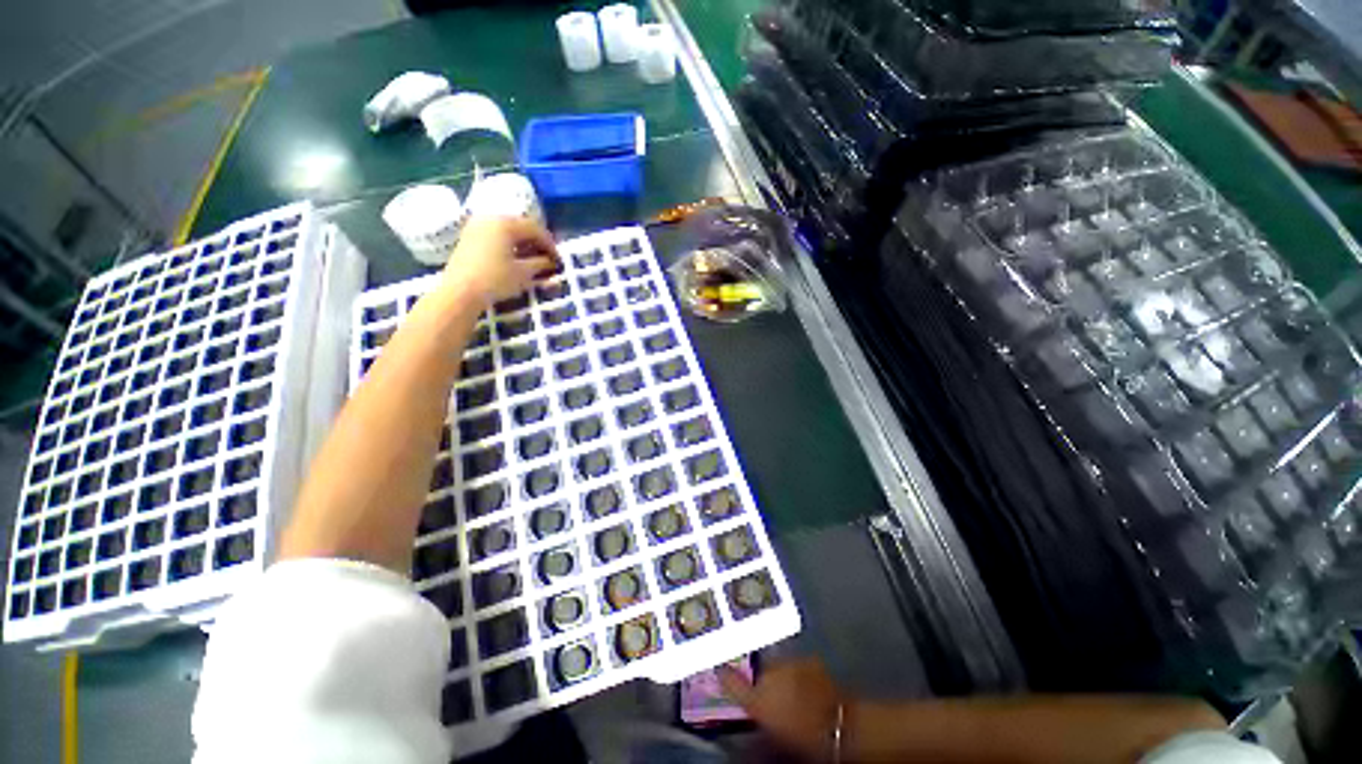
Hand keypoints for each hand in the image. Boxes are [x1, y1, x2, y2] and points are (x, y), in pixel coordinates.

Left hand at [440, 216, 559, 305]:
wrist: (460, 291)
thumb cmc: (495, 280)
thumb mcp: (524, 273)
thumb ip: (541, 263)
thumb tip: (550, 261)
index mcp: (505, 223)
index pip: (535, 228)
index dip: (550, 244)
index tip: (559, 259)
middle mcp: (490, 218)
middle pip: (520, 225)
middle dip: (536, 241)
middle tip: (547, 257)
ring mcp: (476, 226)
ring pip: (507, 229)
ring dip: (522, 242)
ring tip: (533, 258)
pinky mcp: (469, 237)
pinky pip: (495, 234)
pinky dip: (508, 243)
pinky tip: (514, 257)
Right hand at [718, 658, 845, 760]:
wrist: (839, 727)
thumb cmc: (803, 740)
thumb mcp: (773, 735)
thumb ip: (756, 722)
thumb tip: (743, 720)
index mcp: (757, 698)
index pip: (731, 681)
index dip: (722, 673)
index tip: (717, 666)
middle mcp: (768, 674)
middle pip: (758, 673)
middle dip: (761, 680)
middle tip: (770, 697)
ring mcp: (789, 663)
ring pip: (778, 666)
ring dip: (781, 675)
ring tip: (791, 693)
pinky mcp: (808, 659)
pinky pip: (797, 664)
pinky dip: (799, 673)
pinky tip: (807, 686)